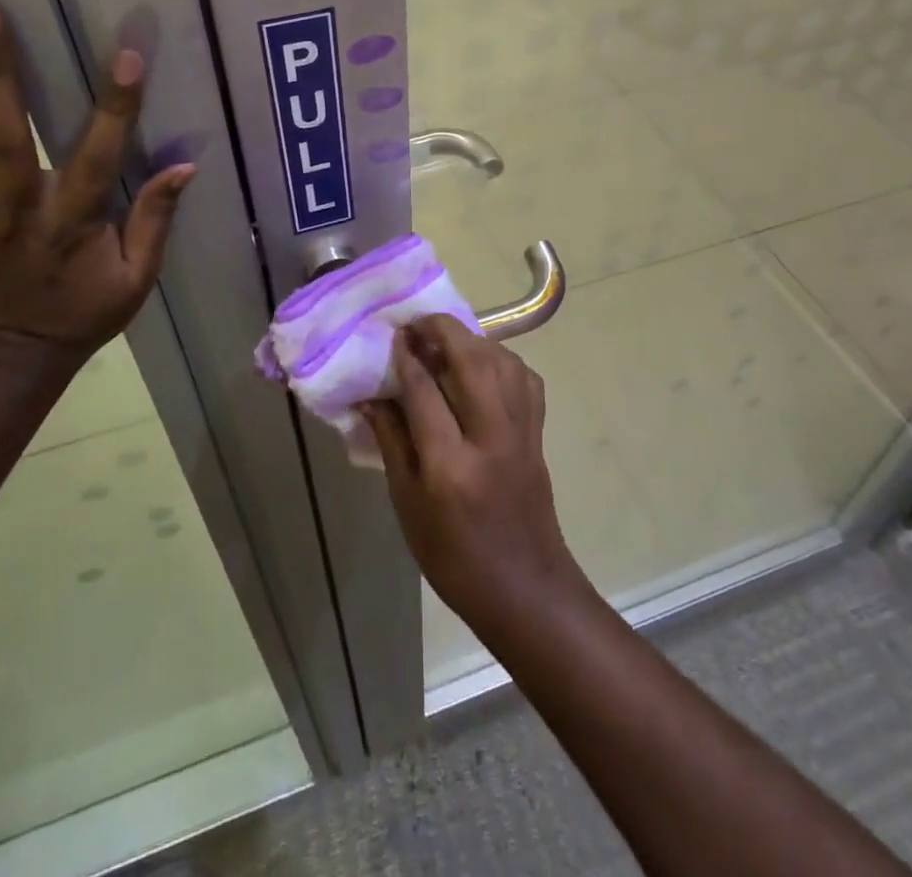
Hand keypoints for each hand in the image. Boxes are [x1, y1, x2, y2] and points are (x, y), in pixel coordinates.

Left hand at [0, 1, 193, 362]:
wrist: (5, 361)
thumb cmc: (80, 315)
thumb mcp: (137, 280)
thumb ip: (155, 221)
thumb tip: (185, 167)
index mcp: (73, 225)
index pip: (98, 158)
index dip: (114, 109)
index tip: (124, 57)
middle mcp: (16, 214)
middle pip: (4, 139)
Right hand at [364, 316, 590, 637]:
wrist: (524, 587)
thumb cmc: (454, 557)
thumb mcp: (408, 505)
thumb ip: (392, 442)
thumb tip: (372, 395)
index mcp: (450, 465)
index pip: (425, 391)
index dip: (406, 356)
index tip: (393, 334)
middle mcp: (491, 438)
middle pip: (472, 362)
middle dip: (443, 331)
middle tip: (418, 323)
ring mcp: (522, 432)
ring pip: (502, 362)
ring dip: (473, 339)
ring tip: (446, 338)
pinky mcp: (538, 433)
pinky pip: (524, 378)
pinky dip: (501, 359)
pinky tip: (482, 364)